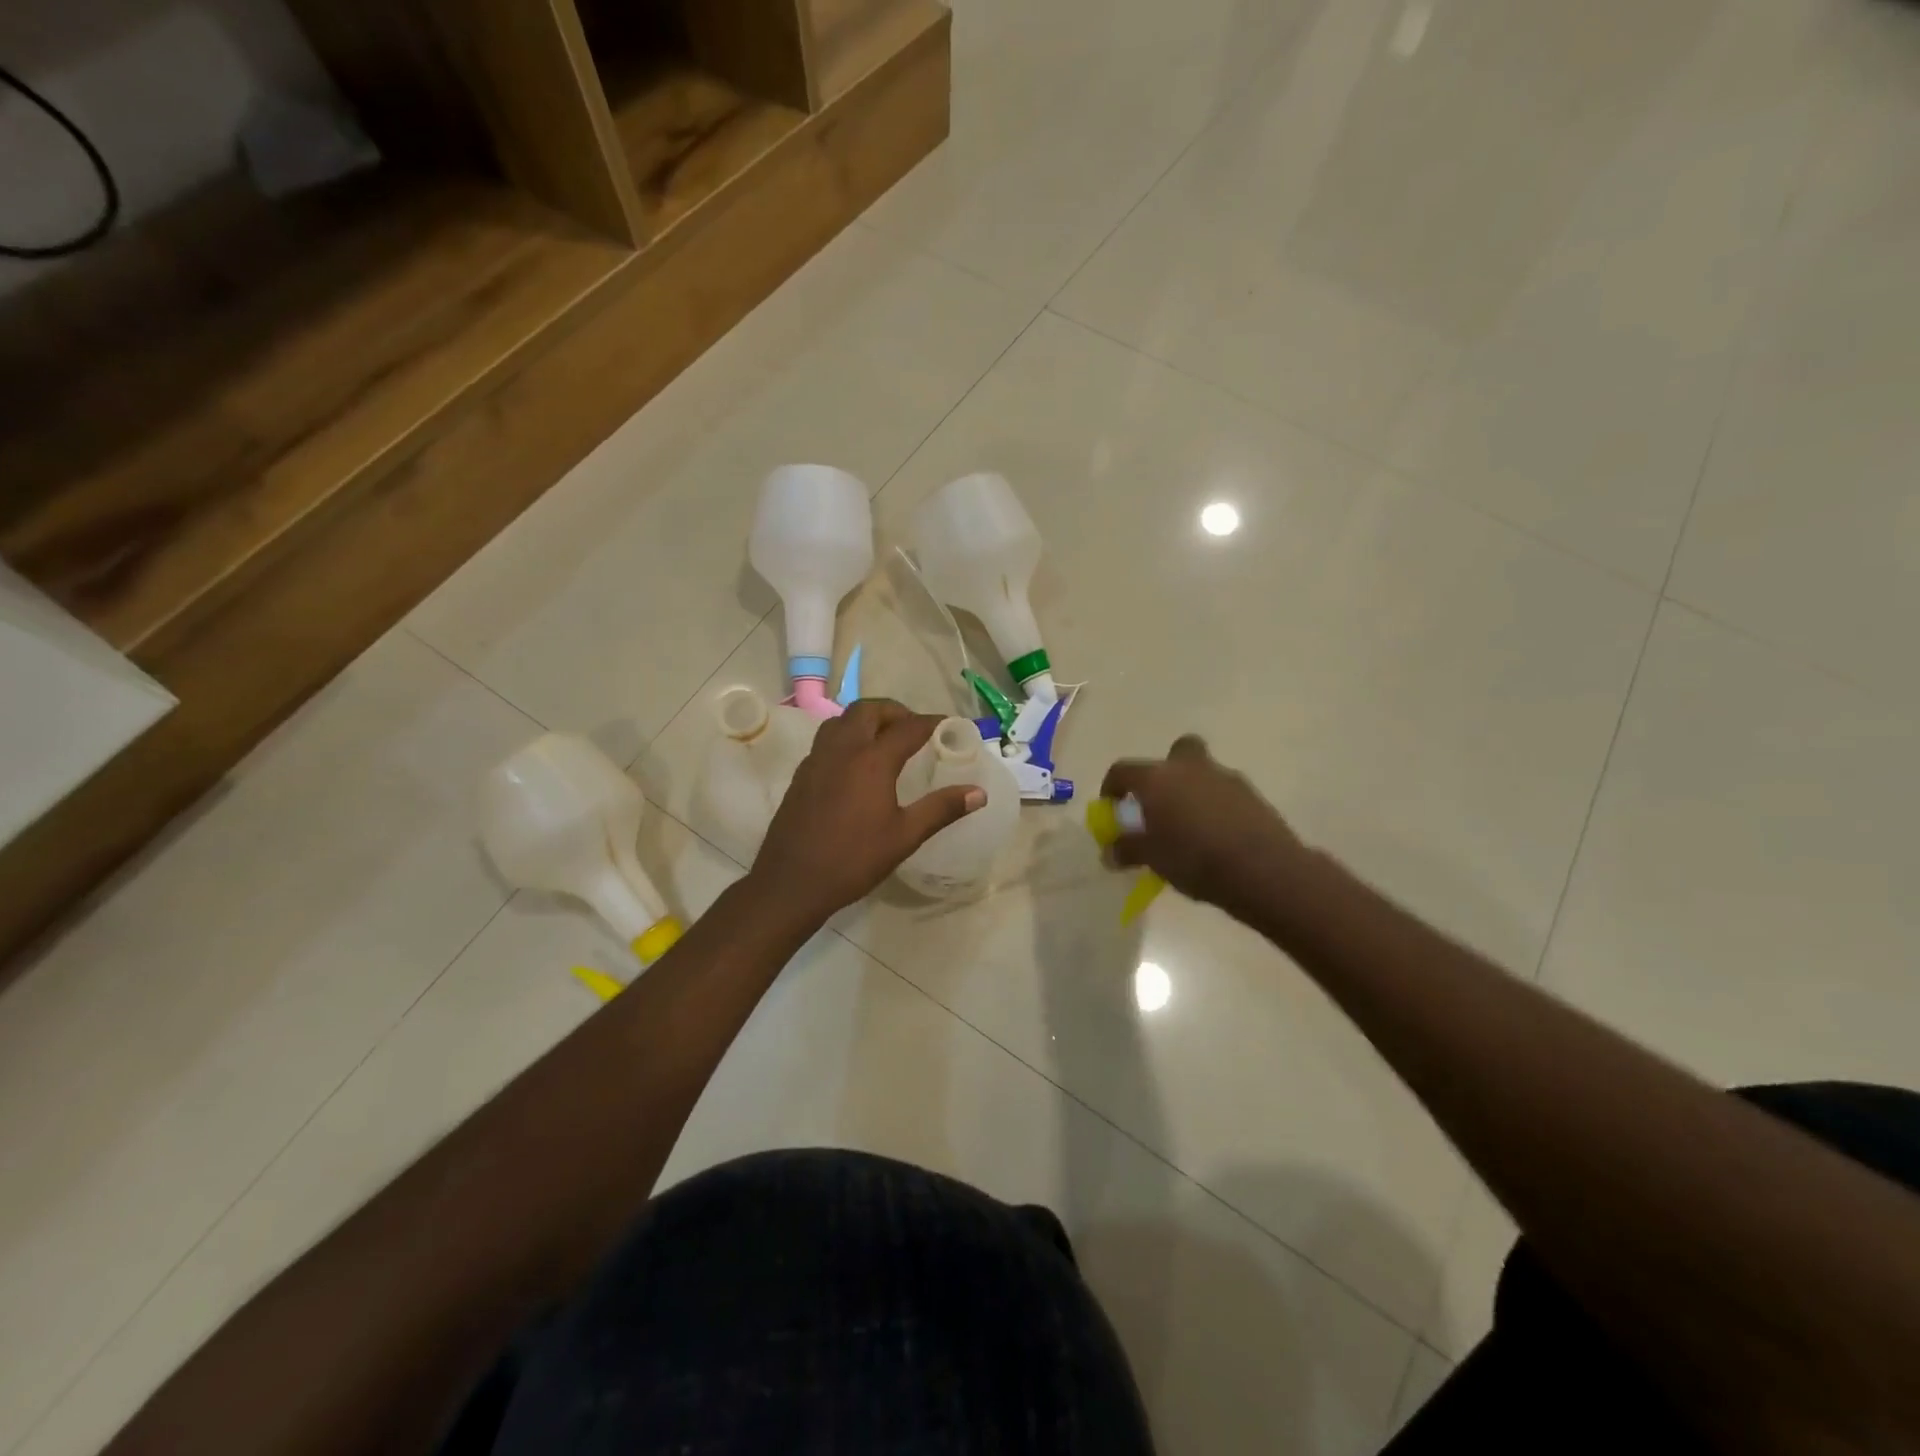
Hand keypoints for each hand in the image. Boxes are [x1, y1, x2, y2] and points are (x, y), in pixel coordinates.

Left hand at [748, 699, 982, 922]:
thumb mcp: (905, 836)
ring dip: (867, 720)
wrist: (791, 882)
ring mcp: (817, 760)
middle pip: (869, 711)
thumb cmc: (853, 859)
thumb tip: (978, 793)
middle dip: (895, 712)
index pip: (908, 727)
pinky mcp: (801, 775)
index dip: (933, 722)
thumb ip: (941, 809)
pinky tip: (856, 766)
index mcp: (871, 760)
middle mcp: (842, 750)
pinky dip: (847, 738)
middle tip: (914, 730)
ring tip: (885, 742)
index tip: (951, 726)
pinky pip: (826, 740)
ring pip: (842, 720)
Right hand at [1100, 735, 1307, 917]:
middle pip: (1176, 752)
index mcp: (1157, 779)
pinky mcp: (1252, 795)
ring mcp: (1225, 778)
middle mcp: (1189, 768)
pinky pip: (1225, 793)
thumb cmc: (1195, 860)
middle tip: (1161, 801)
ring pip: (1203, 773)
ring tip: (1191, 828)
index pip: (1123, 770)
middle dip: (1167, 770)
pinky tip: (1217, 836)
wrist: (1263, 870)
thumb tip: (1110, 852)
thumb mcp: (1153, 859)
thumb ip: (1128, 850)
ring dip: (1194, 791)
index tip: (1112, 806)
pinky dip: (1217, 807)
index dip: (1112, 787)